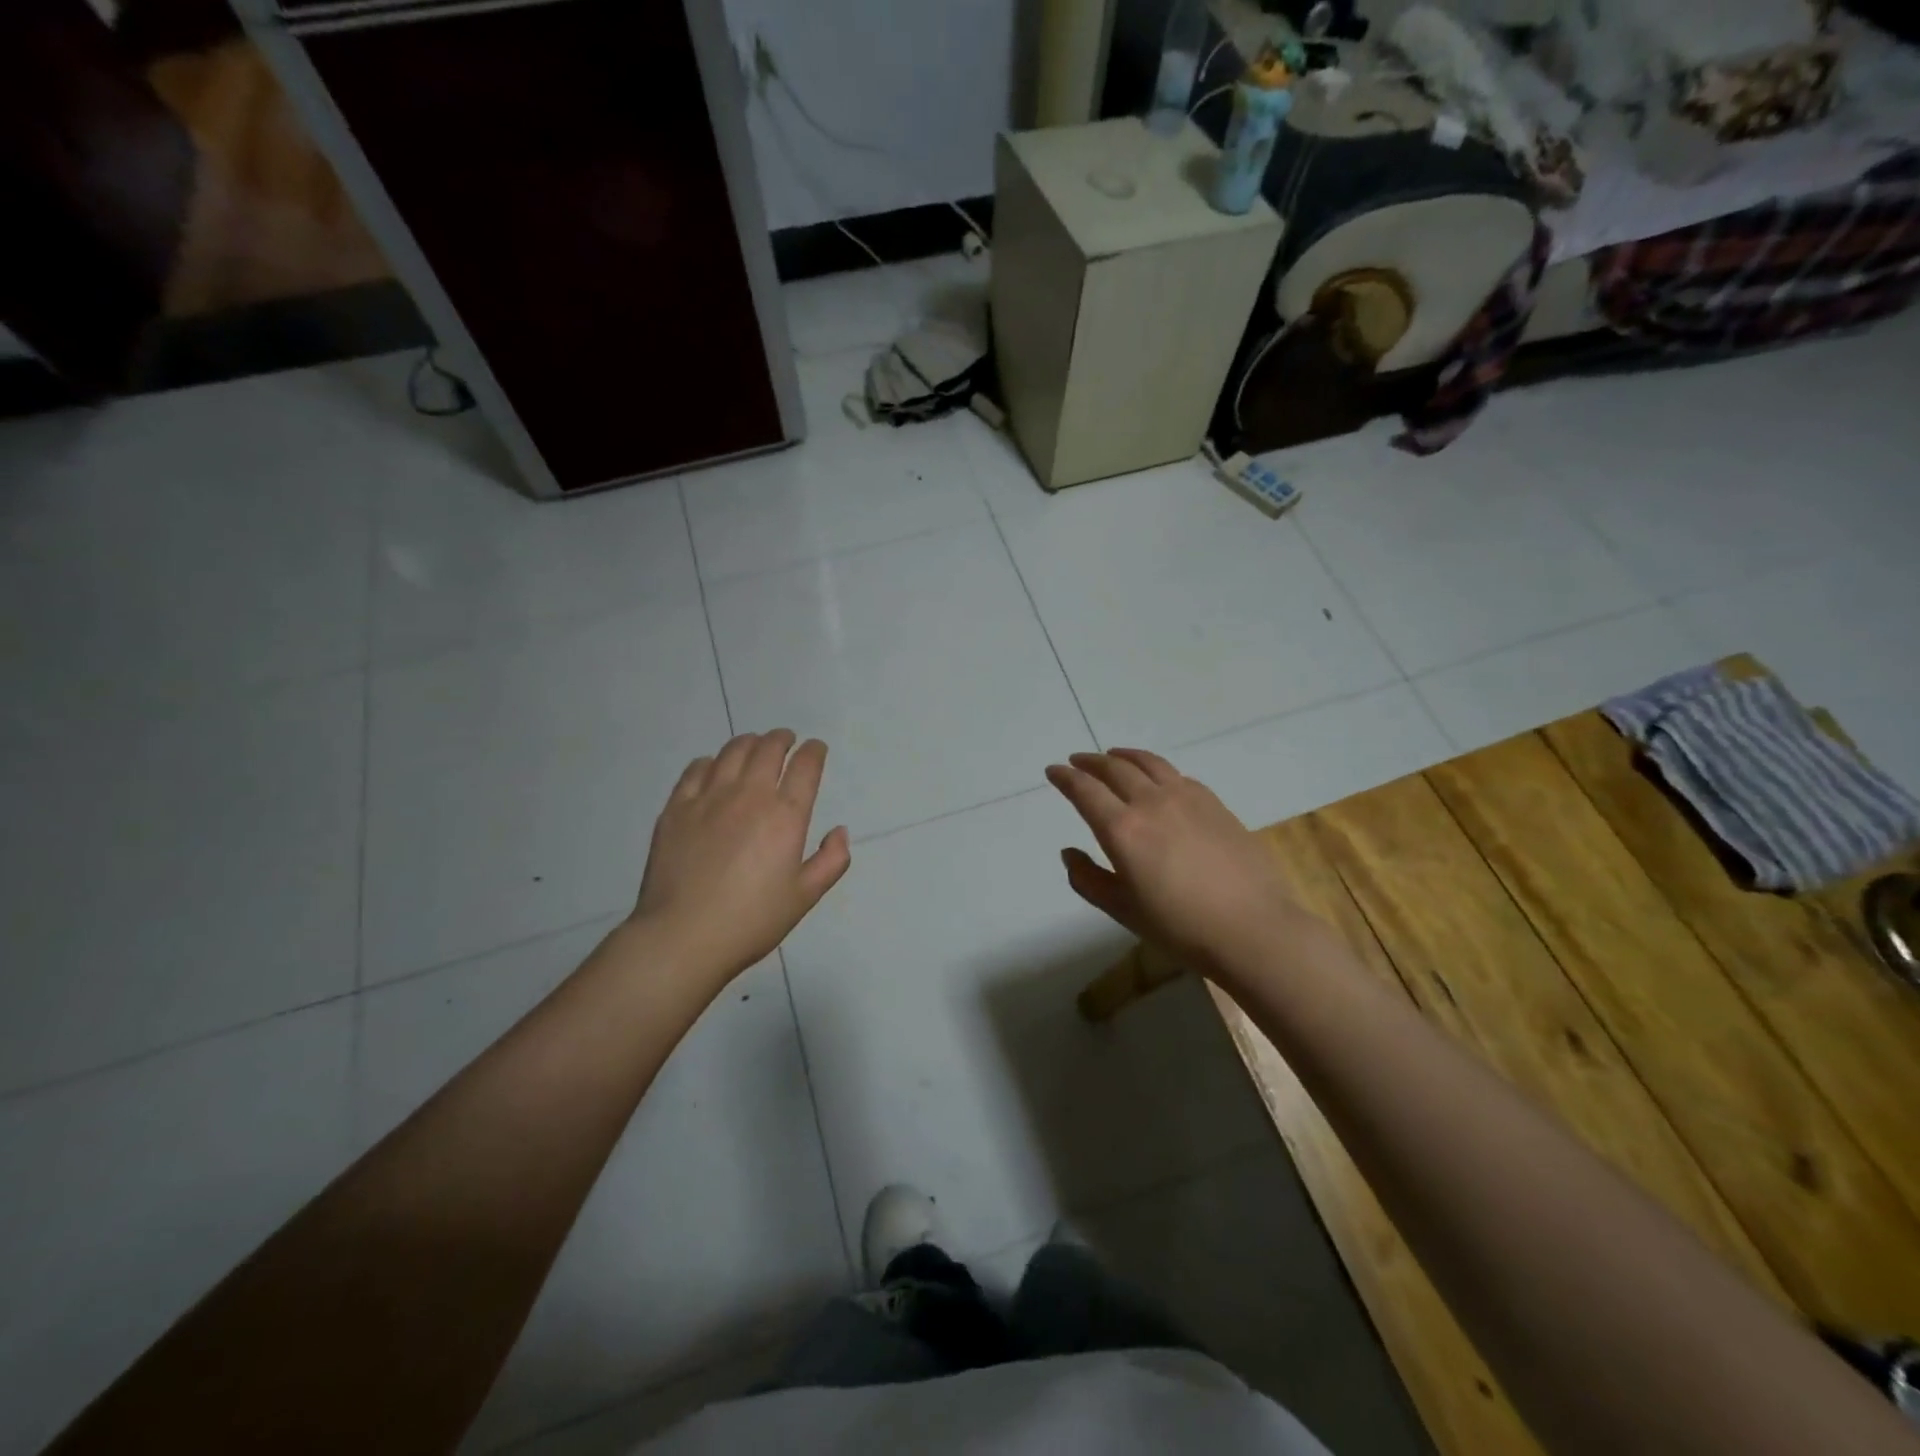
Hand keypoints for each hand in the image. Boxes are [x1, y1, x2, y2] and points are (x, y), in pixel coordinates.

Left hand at [633, 730, 850, 989]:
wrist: (683, 936)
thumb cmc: (751, 921)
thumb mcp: (804, 897)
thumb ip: (831, 861)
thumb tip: (840, 831)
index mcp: (785, 816)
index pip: (805, 766)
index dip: (814, 751)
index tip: (816, 749)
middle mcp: (749, 795)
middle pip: (768, 748)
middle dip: (782, 739)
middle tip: (786, 740)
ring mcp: (708, 798)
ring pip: (732, 751)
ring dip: (749, 742)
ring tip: (754, 745)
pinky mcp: (676, 808)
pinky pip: (696, 769)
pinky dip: (711, 761)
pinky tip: (713, 767)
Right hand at [1045, 748, 1309, 981]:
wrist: (1253, 928)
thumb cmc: (1180, 927)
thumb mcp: (1123, 910)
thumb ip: (1088, 879)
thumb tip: (1069, 853)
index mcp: (1122, 829)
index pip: (1085, 790)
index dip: (1065, 777)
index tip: (1053, 771)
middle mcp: (1151, 803)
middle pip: (1114, 768)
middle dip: (1090, 762)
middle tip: (1077, 761)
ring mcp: (1187, 798)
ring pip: (1148, 763)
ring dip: (1124, 756)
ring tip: (1113, 756)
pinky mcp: (1214, 803)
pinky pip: (1177, 775)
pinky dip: (1156, 770)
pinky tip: (1157, 779)